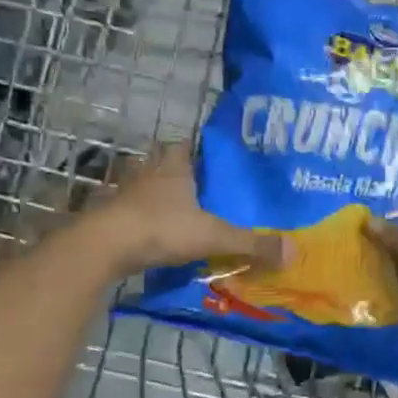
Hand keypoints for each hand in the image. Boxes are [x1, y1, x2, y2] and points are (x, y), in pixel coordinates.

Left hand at [90, 143, 287, 276]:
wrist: (102, 247)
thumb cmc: (160, 229)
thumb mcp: (213, 237)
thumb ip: (252, 244)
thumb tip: (294, 251)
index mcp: (173, 168)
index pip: (185, 146)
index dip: (197, 150)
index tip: (212, 159)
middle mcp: (147, 174)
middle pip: (162, 163)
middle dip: (177, 171)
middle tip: (199, 186)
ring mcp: (123, 194)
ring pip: (142, 186)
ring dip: (155, 194)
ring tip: (177, 211)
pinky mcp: (107, 217)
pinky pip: (128, 211)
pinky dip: (139, 219)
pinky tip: (152, 233)